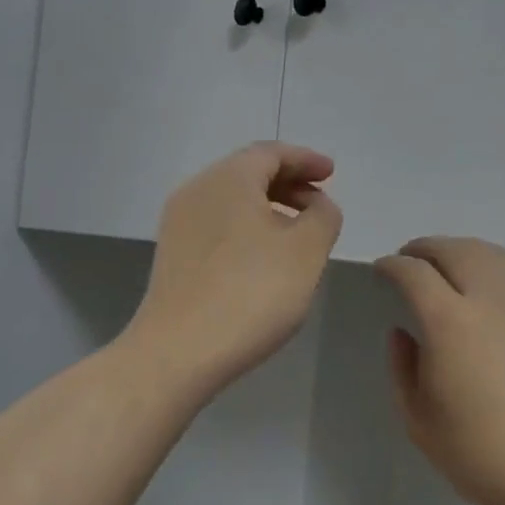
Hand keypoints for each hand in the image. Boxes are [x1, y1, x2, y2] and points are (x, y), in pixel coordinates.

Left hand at [125, 143, 342, 395]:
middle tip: (319, 205)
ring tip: (297, 236)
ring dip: (268, 208)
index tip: (331, 174)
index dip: (305, 160)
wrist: (179, 351)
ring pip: (231, 201)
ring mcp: (178, 223)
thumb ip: (323, 216)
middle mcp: (197, 190)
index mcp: (229, 178)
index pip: (271, 153)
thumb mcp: (307, 251)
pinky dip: (246, 229)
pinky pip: (217, 226)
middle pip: (248, 173)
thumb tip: (317, 205)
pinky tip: (263, 259)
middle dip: (288, 183)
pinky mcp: (172, 255)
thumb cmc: (251, 293)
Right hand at [374, 237, 504, 504]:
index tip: (381, 270)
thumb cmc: (486, 458)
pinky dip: (500, 274)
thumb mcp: (420, 423)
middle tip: (411, 259)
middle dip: (426, 248)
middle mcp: (493, 299)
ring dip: (464, 253)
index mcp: (450, 322)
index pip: (413, 273)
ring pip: (494, 256)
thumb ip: (403, 369)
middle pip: (455, 250)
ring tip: (452, 268)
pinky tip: (497, 297)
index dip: (391, 266)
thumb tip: (404, 332)